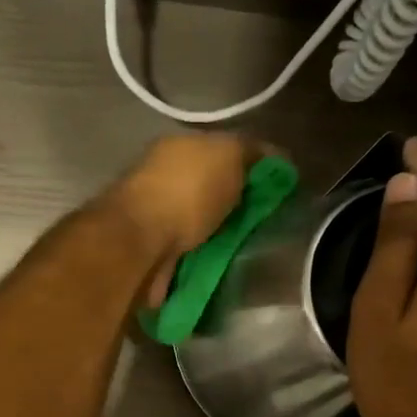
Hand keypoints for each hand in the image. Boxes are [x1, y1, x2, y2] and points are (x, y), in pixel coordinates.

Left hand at [100, 133, 258, 306]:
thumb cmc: (185, 192)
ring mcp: (154, 219)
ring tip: (248, 251)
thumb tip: (274, 155)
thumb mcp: (227, 155)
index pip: (221, 150)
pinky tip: (222, 268)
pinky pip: (188, 255)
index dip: (250, 166)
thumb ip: (249, 151)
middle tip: (264, 224)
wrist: (140, 243)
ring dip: (218, 236)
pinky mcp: (152, 255)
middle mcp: (163, 179)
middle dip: (234, 206)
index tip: (276, 189)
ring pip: (198, 225)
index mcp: (178, 148)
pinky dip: (202, 260)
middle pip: (209, 190)